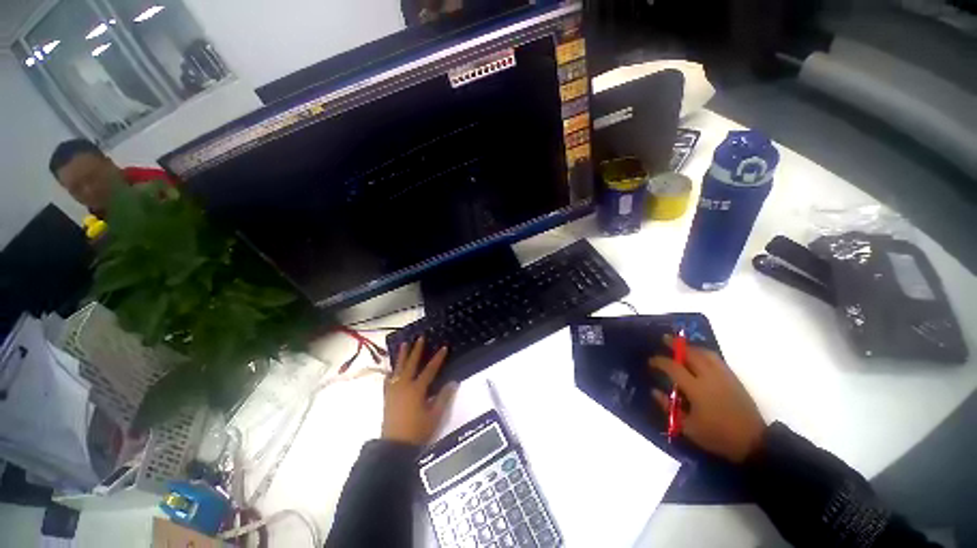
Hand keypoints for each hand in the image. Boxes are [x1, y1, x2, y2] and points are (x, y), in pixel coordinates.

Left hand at [382, 337, 457, 445]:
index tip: (444, 347)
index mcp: (417, 389)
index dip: (438, 358)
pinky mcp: (387, 397)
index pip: (430, 370)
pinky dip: (391, 372)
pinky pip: (388, 380)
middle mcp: (404, 385)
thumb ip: (444, 397)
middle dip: (417, 350)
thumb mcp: (435, 415)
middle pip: (411, 364)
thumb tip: (453, 382)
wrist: (394, 446)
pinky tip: (391, 369)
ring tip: (404, 343)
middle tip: (420, 337)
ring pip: (398, 368)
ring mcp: (394, 390)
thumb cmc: (417, 431)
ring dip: (402, 355)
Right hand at [649, 337, 765, 462]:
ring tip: (681, 346)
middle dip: (675, 345)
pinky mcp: (733, 378)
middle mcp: (709, 377)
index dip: (660, 362)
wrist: (752, 442)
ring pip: (705, 353)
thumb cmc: (716, 435)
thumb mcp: (687, 427)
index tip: (651, 362)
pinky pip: (716, 359)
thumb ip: (668, 407)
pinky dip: (704, 353)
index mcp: (696, 389)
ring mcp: (723, 376)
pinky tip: (700, 356)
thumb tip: (655, 391)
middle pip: (690, 354)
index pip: (673, 367)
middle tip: (664, 339)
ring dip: (691, 347)